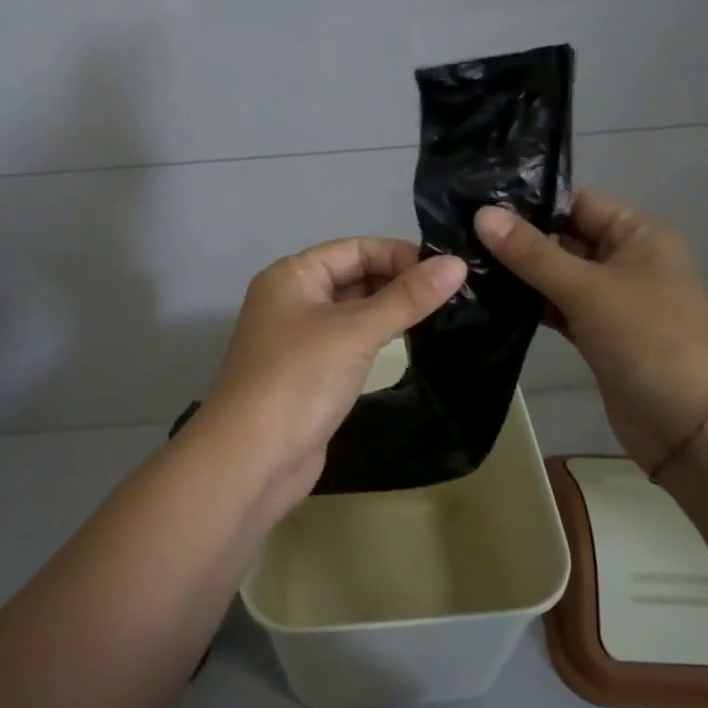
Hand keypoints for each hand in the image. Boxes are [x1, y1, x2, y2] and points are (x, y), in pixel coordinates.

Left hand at [197, 238, 466, 517]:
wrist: (252, 459)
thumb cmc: (300, 379)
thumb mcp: (356, 331)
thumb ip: (407, 298)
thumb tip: (456, 264)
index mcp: (292, 275)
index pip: (354, 249)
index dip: (399, 254)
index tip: (447, 270)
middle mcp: (291, 299)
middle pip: (353, 277)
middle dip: (398, 281)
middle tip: (454, 293)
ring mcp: (298, 339)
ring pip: (352, 312)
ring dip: (391, 311)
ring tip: (443, 314)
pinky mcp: (308, 374)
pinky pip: (349, 343)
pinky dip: (377, 339)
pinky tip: (410, 343)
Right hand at [475, 188, 707, 468]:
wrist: (691, 428)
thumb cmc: (648, 341)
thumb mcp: (587, 290)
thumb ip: (532, 253)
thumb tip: (481, 213)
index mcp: (636, 233)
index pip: (574, 201)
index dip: (527, 201)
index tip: (473, 201)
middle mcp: (624, 258)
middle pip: (562, 236)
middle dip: (515, 238)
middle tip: (457, 232)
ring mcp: (610, 297)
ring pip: (555, 273)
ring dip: (517, 272)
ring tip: (462, 261)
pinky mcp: (596, 331)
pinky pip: (556, 305)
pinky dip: (528, 303)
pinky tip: (486, 298)